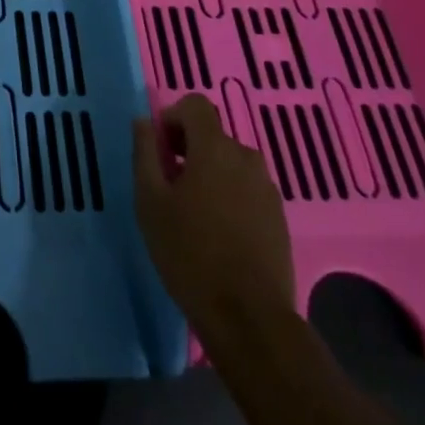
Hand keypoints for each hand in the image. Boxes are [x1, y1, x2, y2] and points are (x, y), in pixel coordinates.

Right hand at [132, 93, 294, 340]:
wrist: (249, 319)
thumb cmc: (190, 253)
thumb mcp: (150, 201)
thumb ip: (145, 152)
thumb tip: (144, 122)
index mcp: (215, 148)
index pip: (196, 105)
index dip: (174, 117)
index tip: (160, 149)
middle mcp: (246, 158)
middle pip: (213, 135)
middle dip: (189, 149)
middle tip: (170, 184)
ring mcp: (267, 189)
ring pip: (231, 164)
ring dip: (211, 173)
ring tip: (193, 212)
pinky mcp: (279, 219)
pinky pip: (248, 190)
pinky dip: (230, 197)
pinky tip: (219, 233)